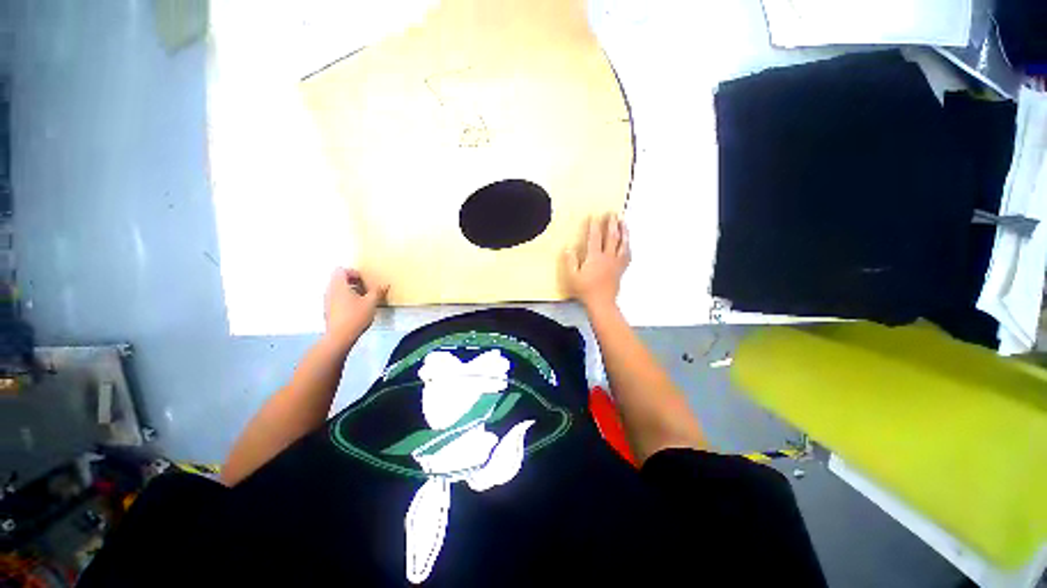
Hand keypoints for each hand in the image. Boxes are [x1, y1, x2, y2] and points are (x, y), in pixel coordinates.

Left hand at [324, 268, 388, 342]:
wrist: (340, 336)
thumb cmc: (356, 316)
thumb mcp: (371, 302)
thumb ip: (378, 291)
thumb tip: (385, 284)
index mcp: (339, 285)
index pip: (341, 270)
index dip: (354, 273)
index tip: (365, 281)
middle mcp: (330, 290)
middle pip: (339, 279)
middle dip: (354, 282)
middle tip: (366, 289)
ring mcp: (327, 301)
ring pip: (338, 289)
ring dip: (350, 291)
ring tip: (363, 300)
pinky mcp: (328, 310)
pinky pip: (336, 299)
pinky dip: (346, 299)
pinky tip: (356, 309)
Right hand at [563, 213, 630, 311]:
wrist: (601, 302)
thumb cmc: (585, 290)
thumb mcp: (572, 276)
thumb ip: (571, 262)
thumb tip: (569, 249)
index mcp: (594, 257)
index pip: (595, 238)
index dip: (594, 226)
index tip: (594, 216)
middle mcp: (607, 257)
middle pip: (611, 237)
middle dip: (612, 224)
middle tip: (613, 214)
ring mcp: (616, 263)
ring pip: (622, 244)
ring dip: (623, 232)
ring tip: (624, 222)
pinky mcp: (621, 269)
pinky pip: (627, 255)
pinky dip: (628, 247)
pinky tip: (628, 243)